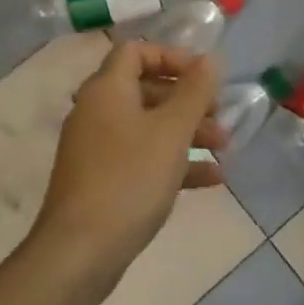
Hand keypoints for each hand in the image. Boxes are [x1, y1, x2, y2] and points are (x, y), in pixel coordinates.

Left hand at [29, 41, 224, 290]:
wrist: (79, 253)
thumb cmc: (130, 179)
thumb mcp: (172, 131)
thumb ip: (195, 91)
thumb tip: (210, 58)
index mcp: (107, 90)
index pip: (136, 51)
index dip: (172, 56)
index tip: (204, 76)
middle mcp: (97, 112)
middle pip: (146, 89)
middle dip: (188, 100)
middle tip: (220, 115)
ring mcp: (97, 149)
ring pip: (148, 127)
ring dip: (187, 132)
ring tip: (224, 147)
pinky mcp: (102, 181)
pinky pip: (143, 158)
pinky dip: (174, 161)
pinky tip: (211, 179)